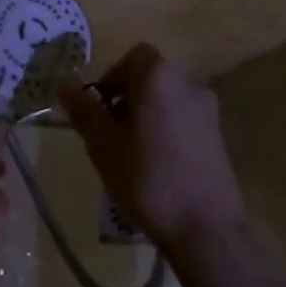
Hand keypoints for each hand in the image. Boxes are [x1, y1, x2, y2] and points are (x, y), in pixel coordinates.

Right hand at [59, 44, 246, 251]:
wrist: (206, 229)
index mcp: (160, 77)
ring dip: (147, 117)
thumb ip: (84, 112)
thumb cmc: (148, 178)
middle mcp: (189, 84)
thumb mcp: (103, 145)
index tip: (101, 109)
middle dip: (128, 100)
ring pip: (168, 101)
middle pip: (151, 79)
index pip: (134, 57)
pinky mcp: (220, 138)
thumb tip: (66, 89)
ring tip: (133, 156)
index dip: (113, 77)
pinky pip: (184, 122)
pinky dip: (167, 133)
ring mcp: (209, 112)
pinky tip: (159, 169)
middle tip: (111, 135)